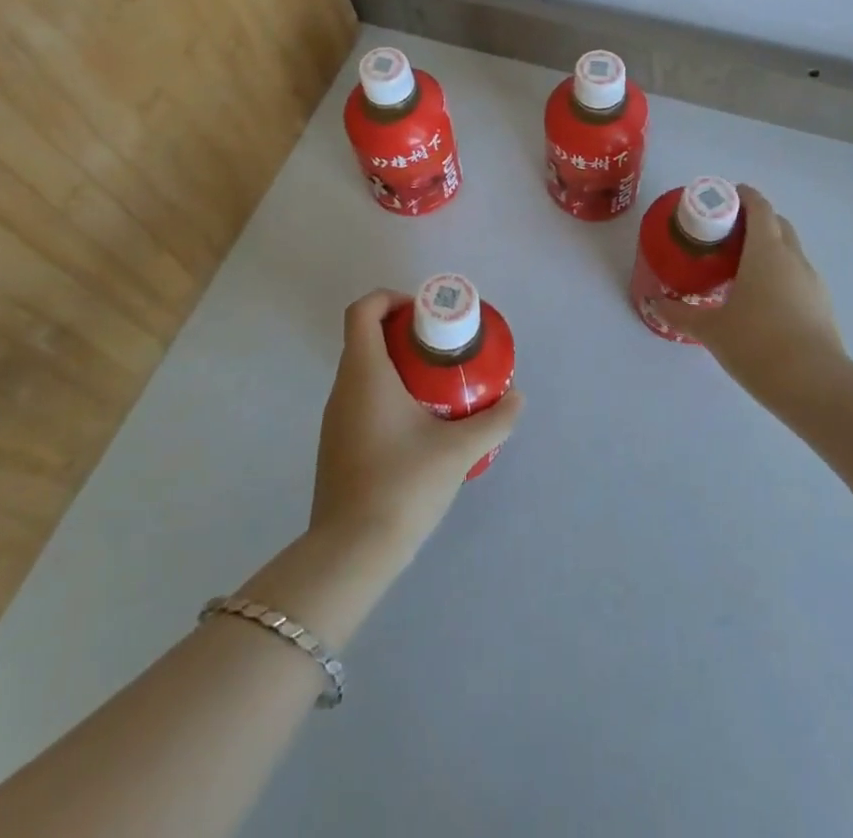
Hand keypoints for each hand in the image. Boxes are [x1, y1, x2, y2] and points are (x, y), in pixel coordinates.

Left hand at [310, 290, 524, 559]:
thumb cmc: (403, 485)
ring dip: (397, 365)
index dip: (391, 298)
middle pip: (365, 337)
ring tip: (438, 386)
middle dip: (404, 333)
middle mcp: (343, 388)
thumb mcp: (459, 450)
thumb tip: (517, 398)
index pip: (363, 310)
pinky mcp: (336, 445)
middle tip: (443, 350)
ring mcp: (335, 419)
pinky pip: (360, 400)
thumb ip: (494, 420)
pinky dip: (387, 394)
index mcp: (365, 373)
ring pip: (363, 371)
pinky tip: (418, 425)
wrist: (351, 553)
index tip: (425, 315)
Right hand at [656, 185, 847, 404]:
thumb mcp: (711, 329)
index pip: (759, 207)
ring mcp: (812, 282)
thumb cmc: (757, 344)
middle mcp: (793, 258)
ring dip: (769, 249)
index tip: (724, 198)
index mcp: (766, 251)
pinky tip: (763, 300)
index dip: (743, 196)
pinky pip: (798, 277)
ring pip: (791, 251)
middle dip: (755, 221)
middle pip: (777, 224)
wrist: (814, 385)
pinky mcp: (822, 306)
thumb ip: (682, 313)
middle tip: (726, 234)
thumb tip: (656, 303)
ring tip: (741, 269)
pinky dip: (780, 275)